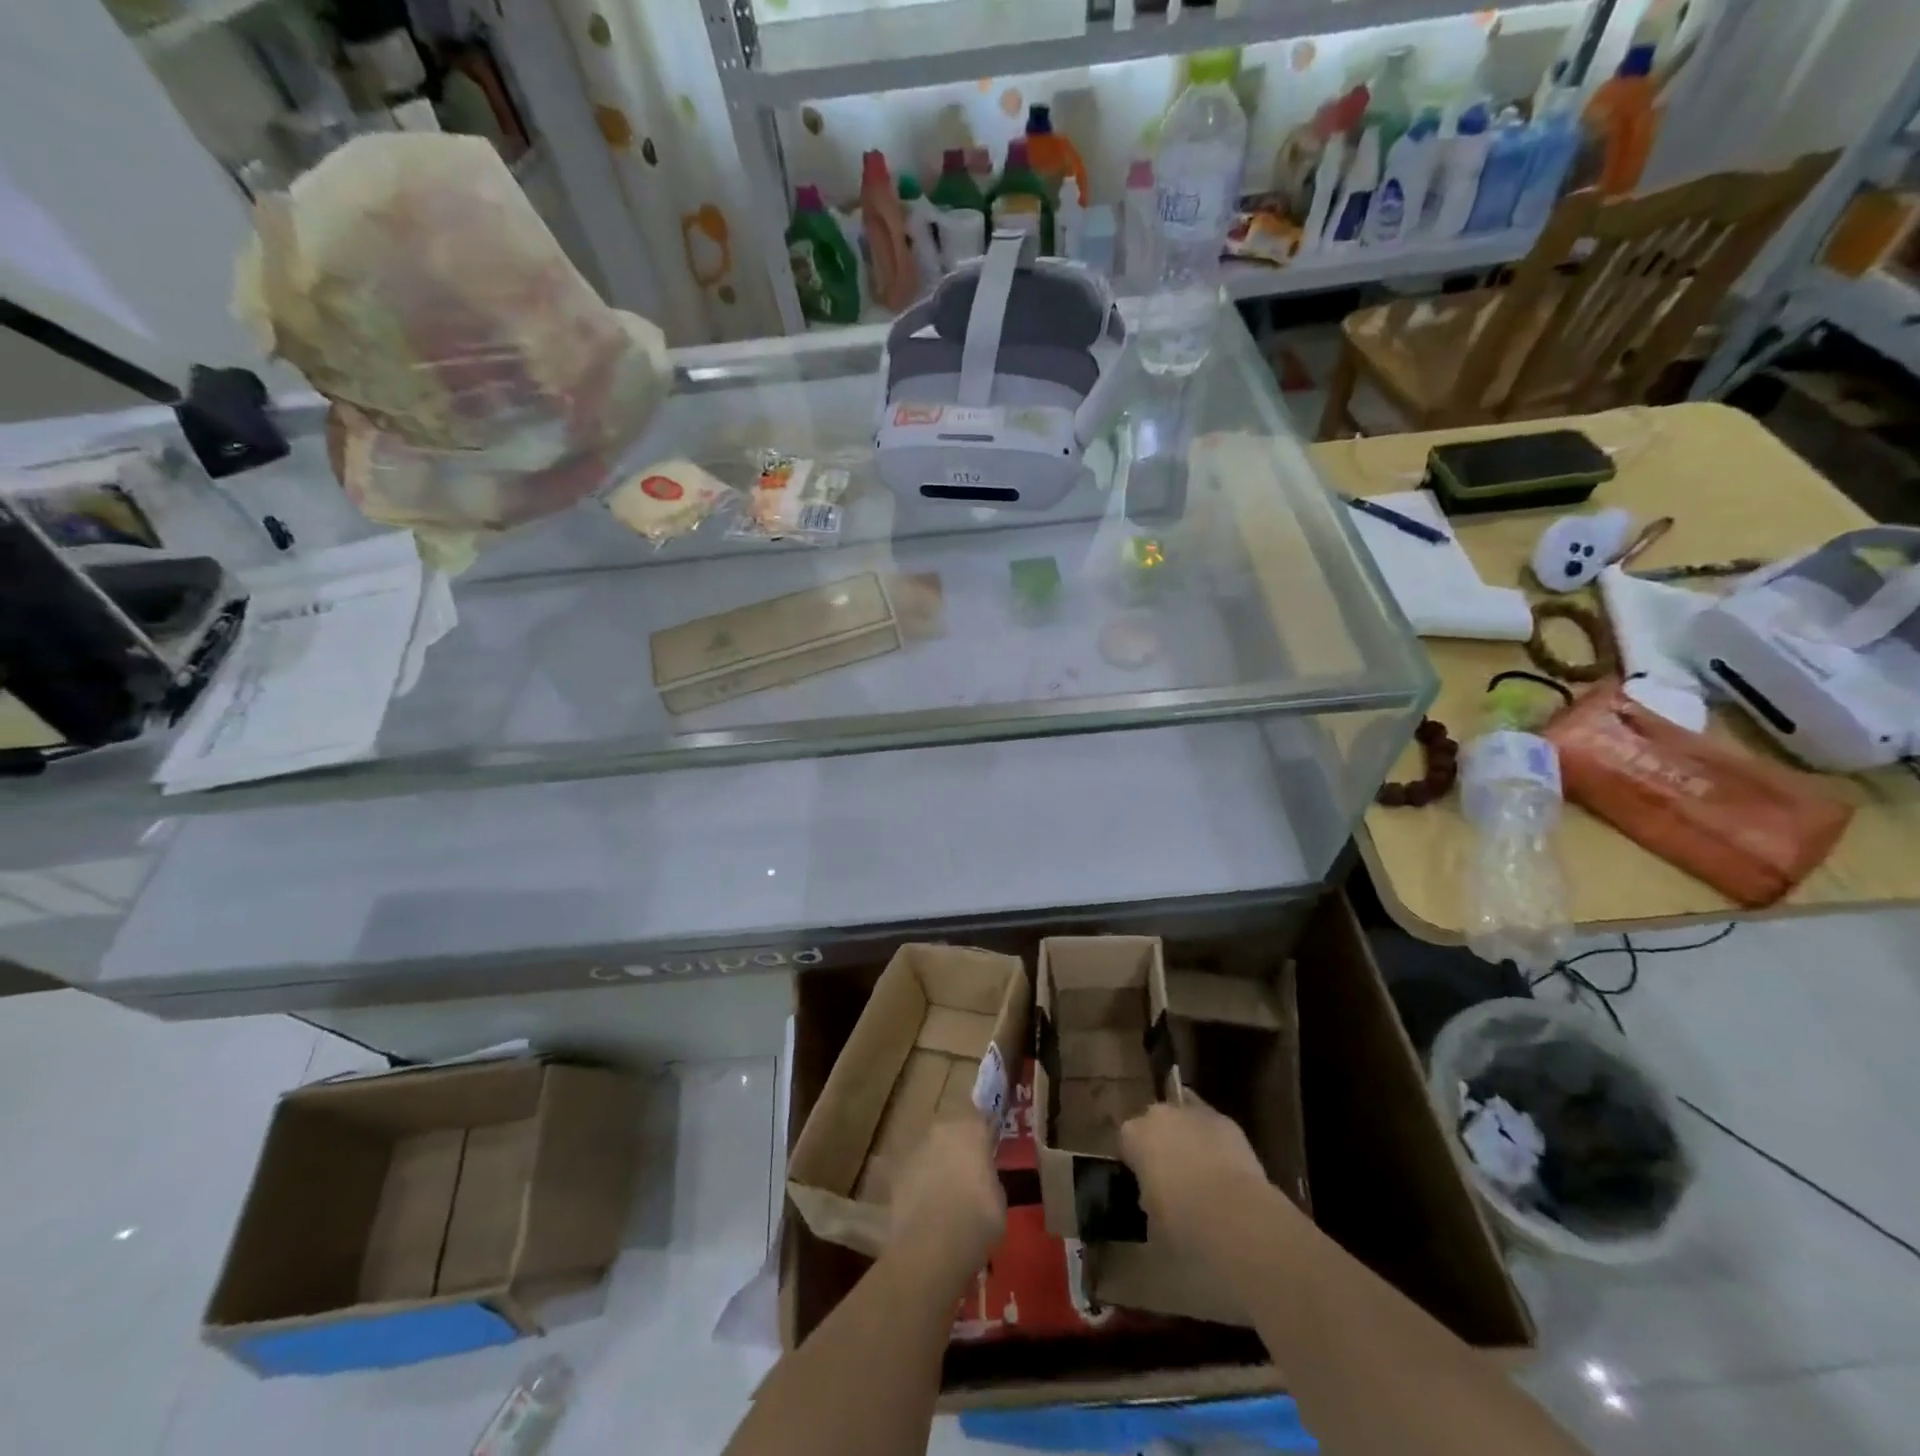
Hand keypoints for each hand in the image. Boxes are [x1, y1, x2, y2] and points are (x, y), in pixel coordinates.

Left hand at [886, 1115, 1005, 1287]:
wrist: (931, 1247)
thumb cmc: (978, 1220)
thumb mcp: (998, 1198)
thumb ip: (988, 1176)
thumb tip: (981, 1177)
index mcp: (971, 1128)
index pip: (980, 1117)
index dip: (983, 1132)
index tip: (988, 1147)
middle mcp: (941, 1128)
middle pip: (951, 1128)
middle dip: (957, 1144)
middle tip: (966, 1169)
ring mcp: (915, 1147)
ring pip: (930, 1147)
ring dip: (936, 1160)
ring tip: (943, 1190)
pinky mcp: (895, 1170)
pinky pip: (912, 1170)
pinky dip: (917, 1181)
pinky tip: (923, 1205)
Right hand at [1120, 1100, 1276, 1252]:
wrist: (1236, 1218)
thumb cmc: (1183, 1224)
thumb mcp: (1151, 1221)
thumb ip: (1148, 1197)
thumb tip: (1157, 1198)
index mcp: (1134, 1135)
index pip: (1127, 1141)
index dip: (1136, 1162)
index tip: (1145, 1184)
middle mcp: (1160, 1114)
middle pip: (1155, 1121)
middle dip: (1162, 1142)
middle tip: (1173, 1175)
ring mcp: (1194, 1113)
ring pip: (1185, 1117)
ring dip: (1189, 1136)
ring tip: (1201, 1170)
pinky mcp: (1227, 1121)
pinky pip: (1213, 1126)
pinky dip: (1215, 1141)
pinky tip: (1225, 1168)